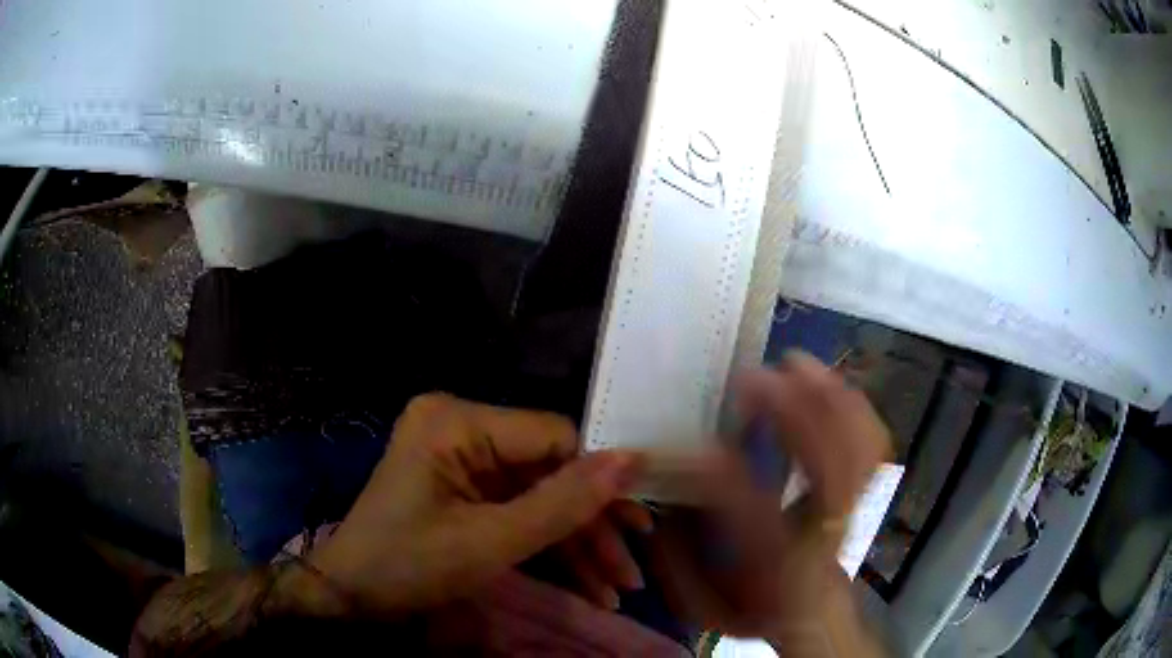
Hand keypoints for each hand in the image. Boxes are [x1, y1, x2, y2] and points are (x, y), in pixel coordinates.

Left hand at [304, 394, 647, 615]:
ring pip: (541, 497)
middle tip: (631, 570)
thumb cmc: (409, 566)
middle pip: (551, 472)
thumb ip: (563, 503)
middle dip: (591, 527)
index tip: (641, 523)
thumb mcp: (490, 543)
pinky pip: (521, 512)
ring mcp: (464, 461)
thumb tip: (633, 461)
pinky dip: (551, 548)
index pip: (553, 437)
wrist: (351, 598)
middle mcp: (462, 428)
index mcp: (457, 421)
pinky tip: (587, 584)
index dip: (600, 479)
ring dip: (579, 545)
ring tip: (617, 589)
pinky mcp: (467, 490)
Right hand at [650, 351, 890, 646]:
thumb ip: (679, 559)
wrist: (814, 613)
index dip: (712, 466)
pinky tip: (829, 382)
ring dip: (828, 397)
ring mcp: (851, 507)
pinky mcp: (863, 491)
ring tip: (795, 364)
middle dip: (789, 411)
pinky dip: (854, 405)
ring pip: (857, 445)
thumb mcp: (704, 604)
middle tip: (754, 378)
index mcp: (777, 563)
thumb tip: (658, 502)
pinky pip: (873, 441)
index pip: (746, 504)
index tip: (684, 444)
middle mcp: (821, 531)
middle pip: (824, 463)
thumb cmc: (756, 609)